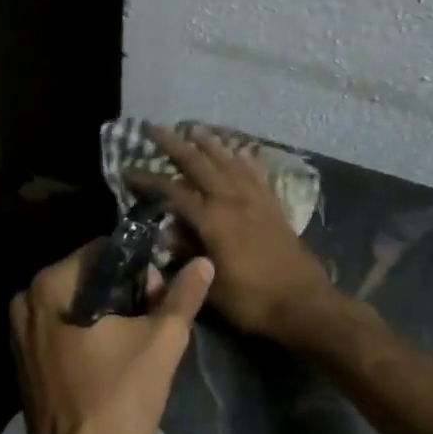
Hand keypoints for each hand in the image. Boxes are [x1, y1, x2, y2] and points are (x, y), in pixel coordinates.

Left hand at [9, 242, 212, 433]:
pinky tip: (118, 355)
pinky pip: (64, 327)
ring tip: (143, 337)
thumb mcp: (161, 342)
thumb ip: (183, 296)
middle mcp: (26, 301)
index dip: (140, 266)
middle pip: (89, 276)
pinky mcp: (26, 360)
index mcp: (50, 286)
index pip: (103, 251)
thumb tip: (203, 262)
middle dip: (127, 290)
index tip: (163, 292)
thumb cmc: (118, 400)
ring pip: (77, 303)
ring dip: (112, 312)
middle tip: (158, 317)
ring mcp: (20, 333)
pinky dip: (91, 332)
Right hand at [129, 127, 336, 346]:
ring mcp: (257, 201)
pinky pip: (256, 174)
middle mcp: (234, 201)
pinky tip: (240, 152)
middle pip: (200, 164)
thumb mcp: (212, 285)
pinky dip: (244, 159)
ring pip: (229, 161)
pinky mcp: (274, 207)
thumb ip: (188, 256)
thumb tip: (167, 236)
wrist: (305, 305)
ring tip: (195, 128)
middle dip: (175, 145)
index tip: (128, 170)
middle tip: (155, 129)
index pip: (173, 192)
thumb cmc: (253, 301)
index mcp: (213, 220)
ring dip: (210, 144)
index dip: (148, 180)